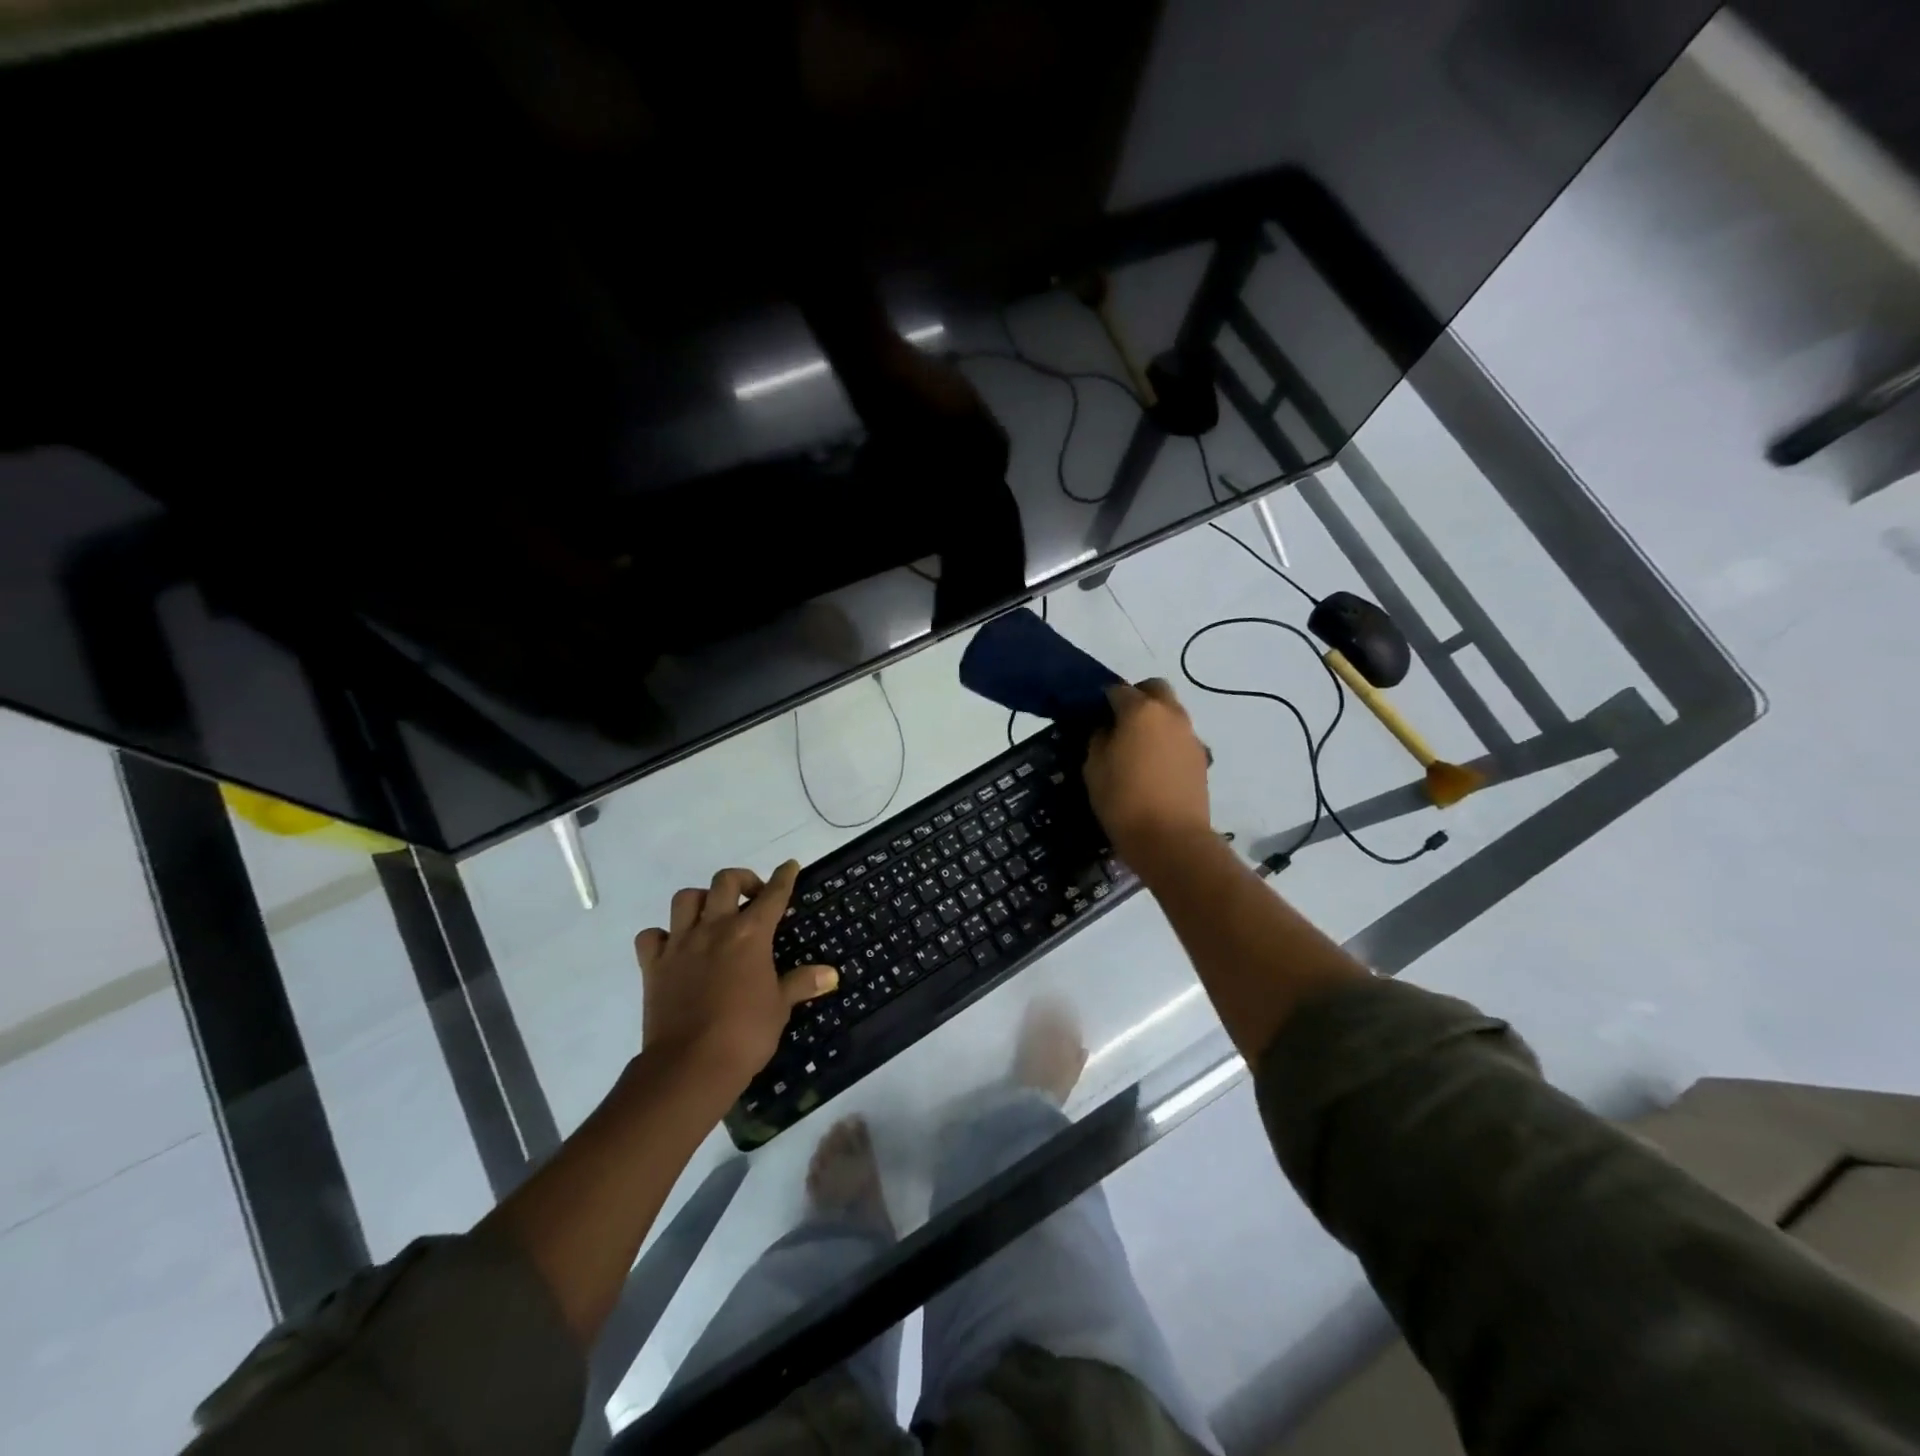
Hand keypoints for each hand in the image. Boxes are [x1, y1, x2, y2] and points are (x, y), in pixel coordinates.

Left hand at [633, 862, 837, 1097]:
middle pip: (725, 882)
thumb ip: (802, 983)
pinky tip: (674, 946)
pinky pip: (651, 936)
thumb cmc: (745, 1034)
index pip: (773, 895)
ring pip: (685, 899)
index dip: (784, 877)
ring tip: (712, 915)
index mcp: (750, 934)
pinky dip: (662, 935)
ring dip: (701, 900)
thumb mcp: (780, 1007)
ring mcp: (680, 944)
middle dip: (743, 880)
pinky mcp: (653, 966)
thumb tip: (830, 974)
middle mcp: (714, 928)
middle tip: (752, 897)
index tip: (790, 866)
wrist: (690, 1066)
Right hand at [1084, 680, 1212, 867]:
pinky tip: (1154, 766)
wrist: (1171, 839)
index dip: (1103, 700)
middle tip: (1119, 723)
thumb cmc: (1123, 801)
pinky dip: (1166, 741)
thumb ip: (1099, 739)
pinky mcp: (1202, 758)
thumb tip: (1107, 728)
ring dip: (1155, 719)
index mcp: (1141, 711)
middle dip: (1137, 697)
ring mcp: (1190, 735)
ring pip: (1171, 712)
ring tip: (1137, 748)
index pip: (1118, 690)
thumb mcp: (1093, 768)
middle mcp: (1170, 714)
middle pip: (1154, 689)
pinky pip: (1180, 737)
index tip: (1093, 715)